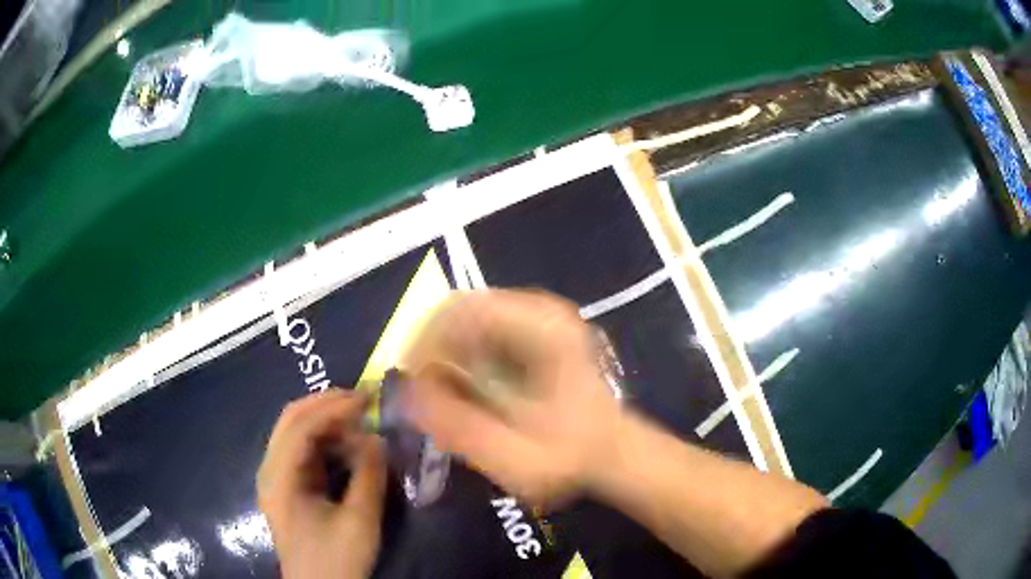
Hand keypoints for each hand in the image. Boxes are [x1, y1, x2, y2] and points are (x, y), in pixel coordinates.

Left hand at [257, 390, 385, 578]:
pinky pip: (303, 451)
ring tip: (360, 419)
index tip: (368, 399)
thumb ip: (368, 475)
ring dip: (326, 421)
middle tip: (363, 400)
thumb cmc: (336, 559)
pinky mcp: (288, 487)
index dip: (333, 407)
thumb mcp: (359, 521)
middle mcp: (270, 470)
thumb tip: (377, 437)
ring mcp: (276, 478)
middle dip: (326, 405)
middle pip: (291, 420)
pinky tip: (347, 444)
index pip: (300, 426)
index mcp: (279, 477)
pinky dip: (325, 441)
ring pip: (295, 432)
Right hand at [400, 290, 621, 505]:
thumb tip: (407, 396)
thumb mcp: (515, 458)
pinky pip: (481, 328)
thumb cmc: (570, 458)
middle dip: (431, 348)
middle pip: (460, 309)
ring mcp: (540, 317)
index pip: (460, 309)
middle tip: (420, 390)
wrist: (613, 452)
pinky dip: (461, 353)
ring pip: (467, 317)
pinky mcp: (535, 330)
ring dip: (444, 351)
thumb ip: (460, 428)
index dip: (425, 342)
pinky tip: (462, 385)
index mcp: (542, 328)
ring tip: (439, 392)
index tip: (412, 382)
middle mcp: (541, 310)